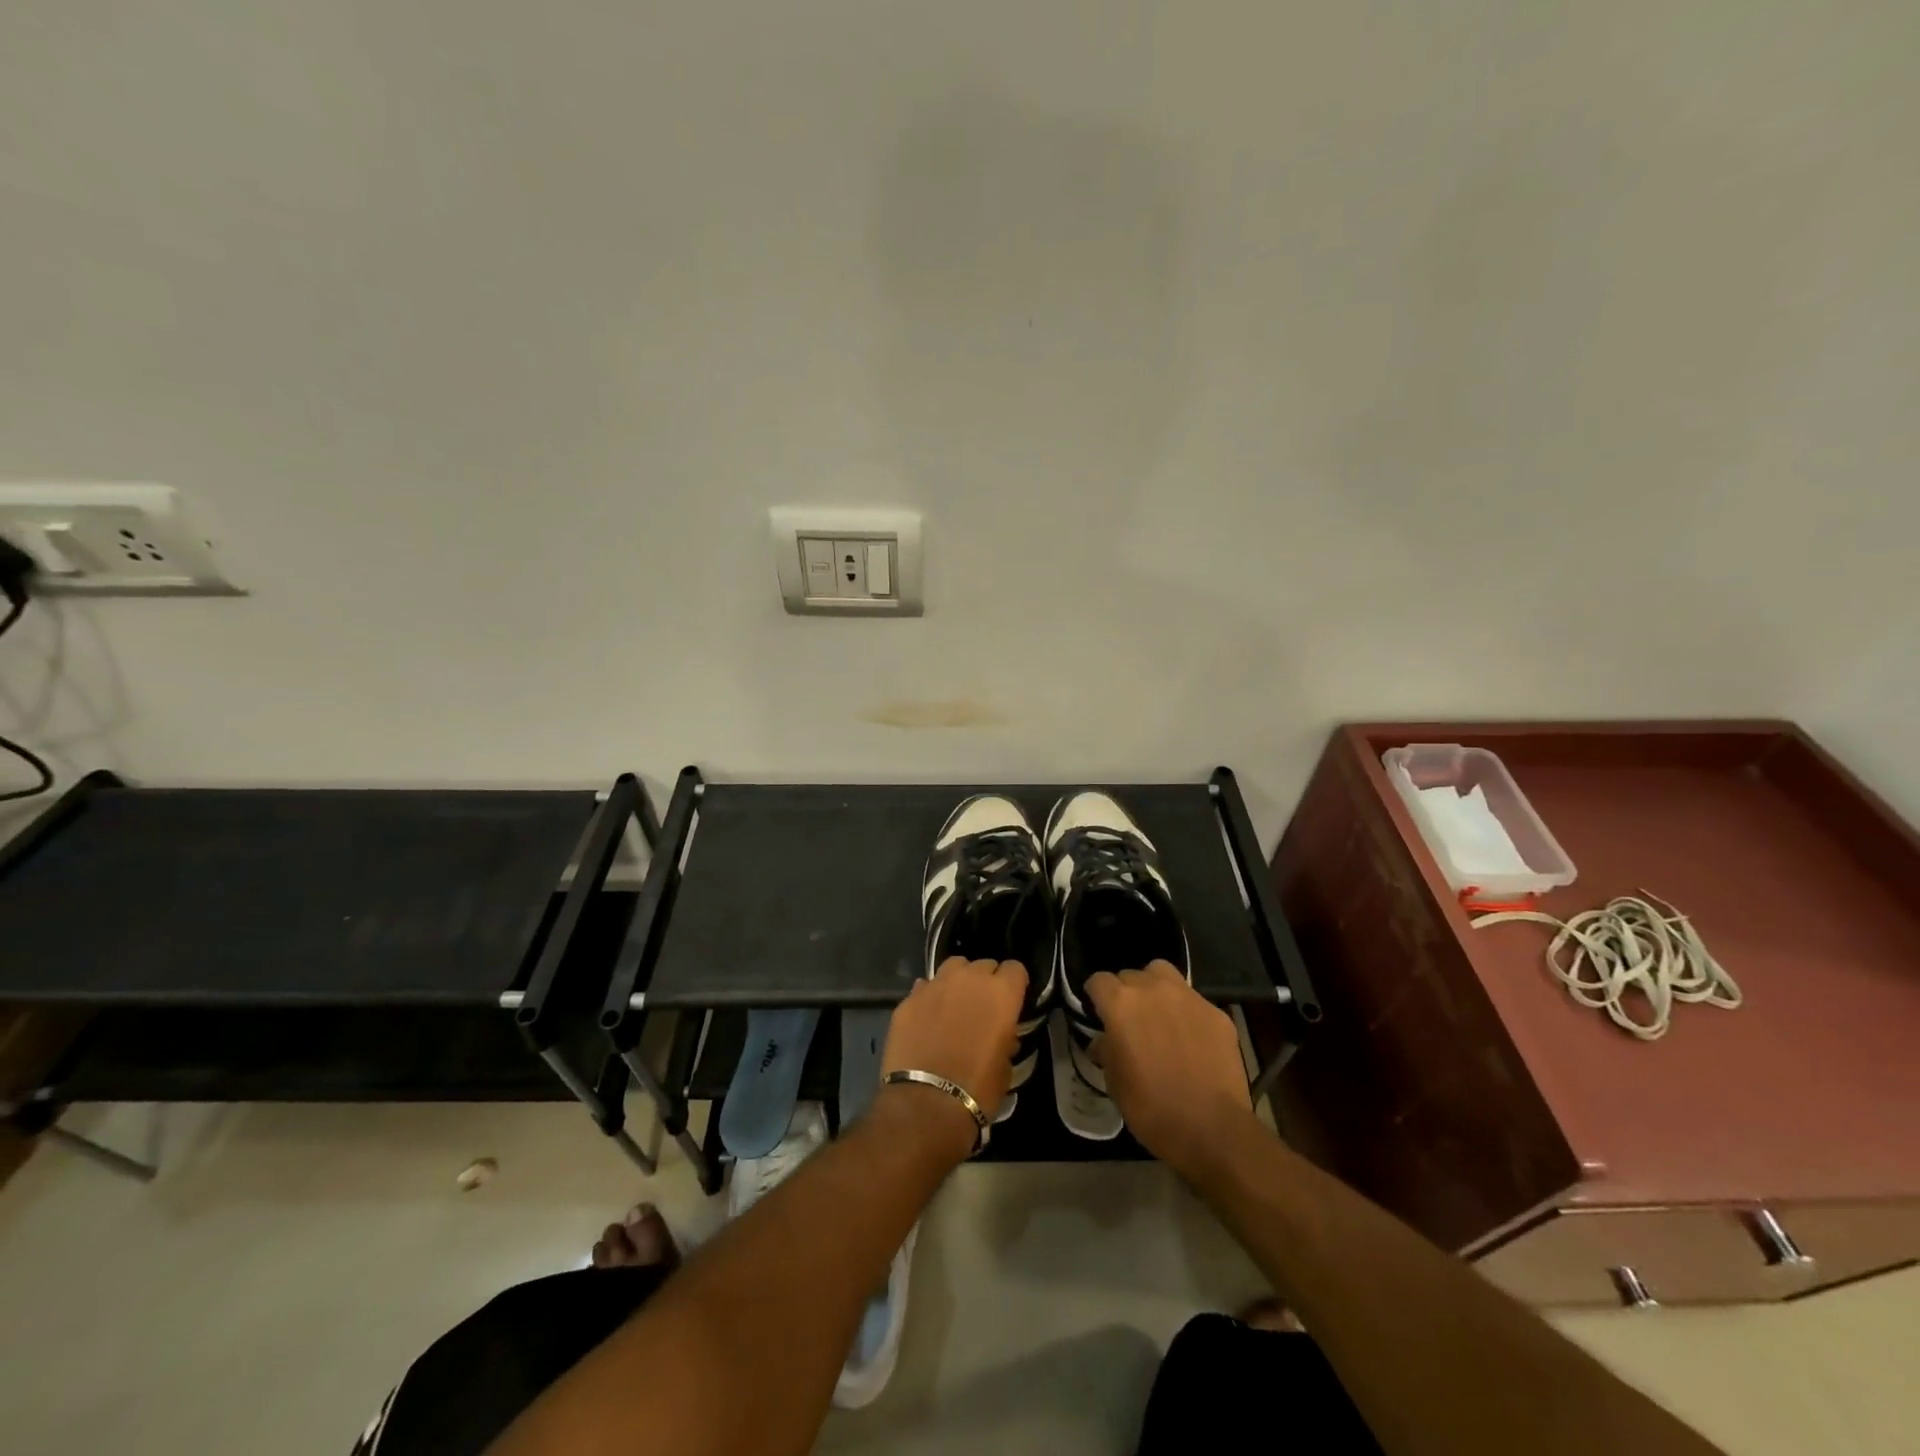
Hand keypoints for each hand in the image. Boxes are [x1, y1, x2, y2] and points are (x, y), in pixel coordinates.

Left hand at [882, 957, 1027, 1155]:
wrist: (926, 1104)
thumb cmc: (978, 1089)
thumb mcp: (1006, 1066)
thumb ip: (1005, 1037)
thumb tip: (1001, 1033)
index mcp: (1001, 993)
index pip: (1015, 969)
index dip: (1014, 985)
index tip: (1011, 1002)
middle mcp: (969, 979)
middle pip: (983, 965)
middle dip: (985, 982)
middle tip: (981, 1008)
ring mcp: (935, 985)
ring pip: (953, 968)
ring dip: (957, 982)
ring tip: (953, 1006)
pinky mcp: (909, 998)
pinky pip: (925, 988)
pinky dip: (930, 999)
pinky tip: (927, 1020)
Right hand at [1085, 961, 1253, 1178]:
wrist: (1213, 1129)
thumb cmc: (1152, 1108)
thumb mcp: (1114, 1083)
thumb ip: (1106, 1050)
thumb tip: (1104, 1041)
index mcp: (1121, 1004)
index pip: (1098, 981)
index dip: (1095, 997)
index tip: (1098, 1014)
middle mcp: (1153, 989)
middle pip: (1131, 975)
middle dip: (1126, 994)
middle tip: (1130, 1021)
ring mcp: (1188, 997)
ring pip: (1163, 974)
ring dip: (1155, 988)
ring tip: (1159, 1015)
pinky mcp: (1216, 1012)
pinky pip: (1193, 1001)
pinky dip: (1186, 1012)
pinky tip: (1191, 1038)